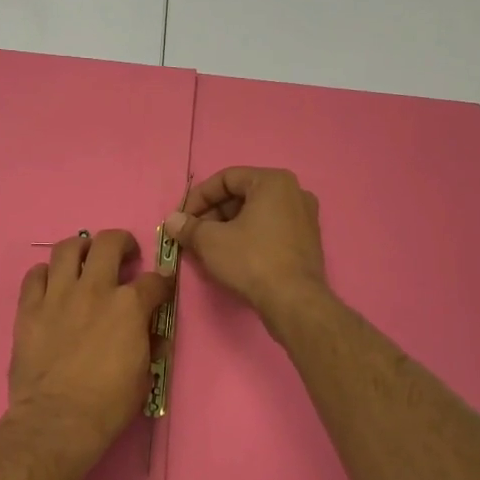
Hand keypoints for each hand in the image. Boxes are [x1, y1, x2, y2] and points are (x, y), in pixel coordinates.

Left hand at [8, 230, 173, 450]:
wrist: (57, 421)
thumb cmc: (108, 405)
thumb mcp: (144, 376)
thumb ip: (149, 345)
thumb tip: (152, 333)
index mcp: (129, 306)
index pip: (154, 280)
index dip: (161, 282)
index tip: (160, 287)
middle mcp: (94, 289)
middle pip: (108, 243)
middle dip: (122, 242)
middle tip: (124, 255)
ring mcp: (57, 295)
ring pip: (67, 248)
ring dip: (80, 248)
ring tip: (85, 258)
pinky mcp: (28, 308)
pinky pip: (34, 274)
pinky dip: (45, 274)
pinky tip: (51, 284)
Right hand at [165, 167, 327, 318]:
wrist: (294, 301)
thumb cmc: (251, 260)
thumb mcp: (211, 241)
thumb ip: (188, 227)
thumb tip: (172, 220)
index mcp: (273, 181)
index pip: (226, 178)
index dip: (198, 197)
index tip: (182, 218)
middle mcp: (294, 192)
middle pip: (242, 195)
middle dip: (213, 213)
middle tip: (193, 234)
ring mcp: (305, 217)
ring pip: (256, 213)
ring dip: (228, 226)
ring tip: (208, 247)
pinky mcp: (307, 241)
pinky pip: (270, 229)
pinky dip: (248, 236)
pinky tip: (232, 256)